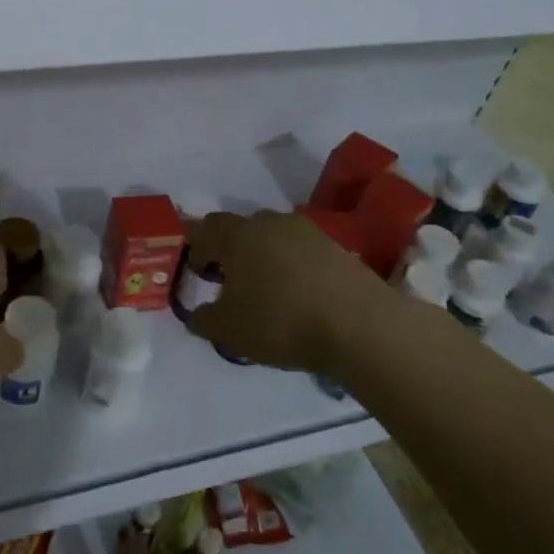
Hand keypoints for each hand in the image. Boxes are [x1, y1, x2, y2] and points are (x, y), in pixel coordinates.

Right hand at [182, 210, 393, 372]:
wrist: (357, 325)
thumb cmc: (279, 321)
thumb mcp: (228, 330)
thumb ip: (203, 320)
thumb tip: (196, 315)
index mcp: (238, 235)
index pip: (206, 228)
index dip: (198, 249)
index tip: (201, 274)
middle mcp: (271, 223)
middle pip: (242, 228)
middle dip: (232, 250)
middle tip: (233, 282)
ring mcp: (307, 232)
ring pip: (275, 237)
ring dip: (265, 257)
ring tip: (269, 290)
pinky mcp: (336, 247)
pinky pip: (303, 251)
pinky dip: (294, 267)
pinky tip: (299, 295)